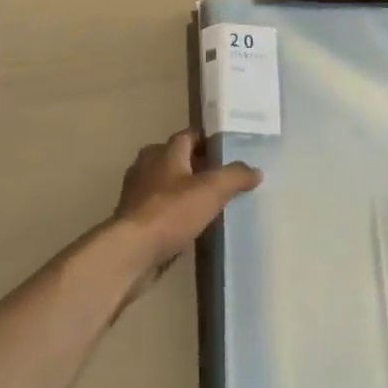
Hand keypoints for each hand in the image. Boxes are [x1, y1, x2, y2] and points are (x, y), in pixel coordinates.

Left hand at [113, 131, 261, 287]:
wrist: (131, 252)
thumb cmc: (171, 212)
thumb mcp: (212, 190)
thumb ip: (235, 176)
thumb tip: (255, 170)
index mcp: (164, 151)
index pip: (189, 135)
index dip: (208, 140)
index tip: (227, 150)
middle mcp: (146, 165)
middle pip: (175, 158)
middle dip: (196, 165)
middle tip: (221, 177)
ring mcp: (136, 193)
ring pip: (165, 183)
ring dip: (183, 189)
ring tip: (208, 202)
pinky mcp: (132, 218)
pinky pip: (158, 207)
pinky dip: (173, 211)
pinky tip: (189, 224)